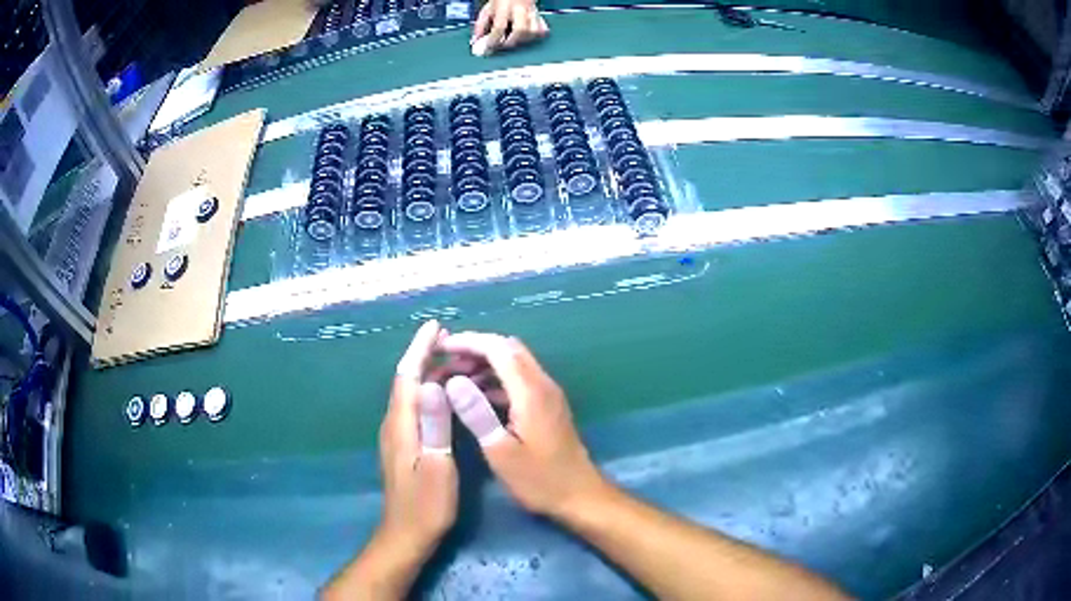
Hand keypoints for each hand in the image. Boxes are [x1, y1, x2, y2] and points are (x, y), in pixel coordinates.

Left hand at [378, 320, 456, 556]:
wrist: (406, 534)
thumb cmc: (426, 506)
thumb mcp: (437, 467)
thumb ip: (433, 426)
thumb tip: (431, 384)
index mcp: (402, 425)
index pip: (407, 376)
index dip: (420, 349)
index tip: (436, 327)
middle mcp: (394, 424)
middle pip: (406, 380)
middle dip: (424, 355)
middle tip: (452, 339)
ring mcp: (397, 435)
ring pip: (409, 392)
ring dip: (426, 371)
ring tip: (453, 360)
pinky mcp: (403, 444)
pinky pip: (413, 406)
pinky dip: (427, 391)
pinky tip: (444, 394)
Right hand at [440, 332, 605, 517]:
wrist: (579, 495)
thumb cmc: (539, 479)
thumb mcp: (501, 451)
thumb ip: (477, 414)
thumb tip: (452, 380)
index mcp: (531, 392)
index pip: (498, 348)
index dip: (468, 342)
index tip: (440, 348)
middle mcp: (542, 385)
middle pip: (507, 349)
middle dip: (475, 349)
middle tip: (445, 362)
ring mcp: (547, 394)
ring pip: (514, 363)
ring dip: (484, 364)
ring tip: (453, 379)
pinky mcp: (547, 406)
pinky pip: (518, 380)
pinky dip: (495, 379)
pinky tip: (475, 397)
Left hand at [471, 0, 548, 55]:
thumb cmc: (501, 0)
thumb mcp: (487, 9)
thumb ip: (480, 25)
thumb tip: (476, 41)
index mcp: (505, 6)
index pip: (500, 26)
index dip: (493, 40)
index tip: (488, 48)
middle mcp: (520, 9)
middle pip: (520, 30)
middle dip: (510, 42)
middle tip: (502, 45)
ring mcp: (532, 13)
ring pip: (533, 32)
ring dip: (522, 40)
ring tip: (513, 40)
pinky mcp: (539, 16)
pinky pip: (542, 30)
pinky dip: (535, 36)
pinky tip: (526, 36)